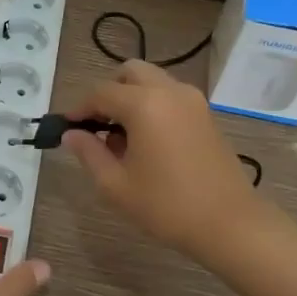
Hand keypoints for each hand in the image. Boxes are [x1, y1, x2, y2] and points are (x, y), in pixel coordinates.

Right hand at [62, 60, 263, 258]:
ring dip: (132, 97)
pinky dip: (152, 105)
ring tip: (122, 136)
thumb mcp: (116, 185)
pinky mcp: (206, 114)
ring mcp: (192, 100)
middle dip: (108, 92)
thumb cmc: (167, 206)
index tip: (67, 126)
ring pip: (153, 81)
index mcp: (144, 104)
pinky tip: (147, 141)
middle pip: (130, 72)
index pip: (101, 93)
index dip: (79, 108)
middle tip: (97, 124)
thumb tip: (71, 134)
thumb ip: (89, 153)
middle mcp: (169, 91)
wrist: (230, 223)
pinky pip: (170, 95)